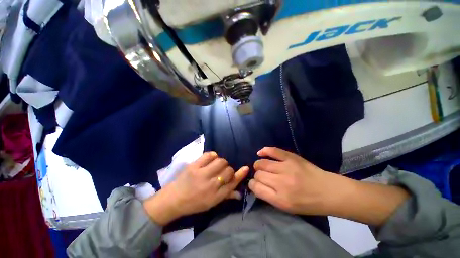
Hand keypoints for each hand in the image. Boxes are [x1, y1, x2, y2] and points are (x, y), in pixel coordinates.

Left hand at [144, 152, 248, 224]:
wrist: (173, 200)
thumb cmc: (193, 204)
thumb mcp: (211, 204)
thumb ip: (225, 196)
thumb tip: (239, 193)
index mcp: (217, 196)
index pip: (233, 183)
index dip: (240, 175)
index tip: (245, 168)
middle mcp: (211, 185)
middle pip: (228, 171)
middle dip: (229, 170)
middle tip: (222, 172)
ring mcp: (202, 174)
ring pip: (220, 162)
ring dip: (221, 163)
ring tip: (216, 166)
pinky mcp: (193, 167)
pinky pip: (208, 156)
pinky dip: (212, 156)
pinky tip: (211, 160)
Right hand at [250, 147, 409, 226]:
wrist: (328, 192)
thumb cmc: (309, 204)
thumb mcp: (288, 208)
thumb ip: (271, 198)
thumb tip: (259, 186)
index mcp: (279, 199)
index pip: (256, 188)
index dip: (253, 185)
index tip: (256, 185)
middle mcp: (280, 183)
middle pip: (258, 175)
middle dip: (257, 176)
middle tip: (262, 178)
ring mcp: (287, 168)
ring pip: (263, 163)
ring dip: (259, 165)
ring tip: (262, 167)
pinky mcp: (294, 158)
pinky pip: (275, 151)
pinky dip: (266, 151)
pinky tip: (261, 152)